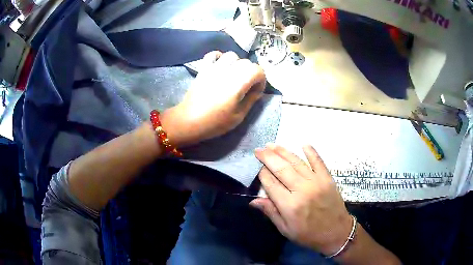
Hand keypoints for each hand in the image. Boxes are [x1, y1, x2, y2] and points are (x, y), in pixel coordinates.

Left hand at [161, 51, 265, 146]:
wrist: (189, 121)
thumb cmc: (215, 122)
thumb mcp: (239, 116)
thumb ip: (251, 100)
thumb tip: (257, 91)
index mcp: (238, 83)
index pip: (258, 70)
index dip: (261, 80)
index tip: (256, 92)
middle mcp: (227, 71)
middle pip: (246, 62)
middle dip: (251, 73)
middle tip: (246, 86)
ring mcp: (214, 68)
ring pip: (232, 55)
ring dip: (237, 63)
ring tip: (233, 75)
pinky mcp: (204, 68)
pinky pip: (213, 54)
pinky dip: (219, 57)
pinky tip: (220, 67)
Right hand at [251, 144, 352, 255]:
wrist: (336, 232)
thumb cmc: (308, 234)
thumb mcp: (286, 230)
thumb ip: (271, 213)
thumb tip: (253, 201)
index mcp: (289, 205)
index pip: (270, 184)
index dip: (262, 174)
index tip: (258, 169)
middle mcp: (301, 190)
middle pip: (281, 169)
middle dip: (268, 157)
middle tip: (259, 149)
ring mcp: (316, 182)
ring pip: (297, 162)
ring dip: (283, 152)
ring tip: (273, 145)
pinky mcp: (327, 178)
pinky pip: (318, 161)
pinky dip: (311, 151)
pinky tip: (303, 144)